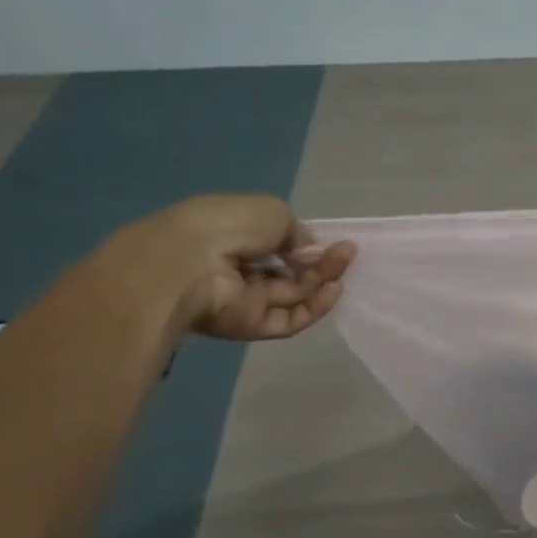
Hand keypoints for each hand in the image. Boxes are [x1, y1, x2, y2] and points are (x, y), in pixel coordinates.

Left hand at [129, 195, 355, 340]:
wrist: (190, 264)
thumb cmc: (229, 225)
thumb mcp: (272, 211)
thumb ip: (297, 232)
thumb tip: (308, 251)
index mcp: (236, 234)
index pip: (279, 243)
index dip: (307, 243)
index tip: (334, 241)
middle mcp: (240, 268)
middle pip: (291, 271)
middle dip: (321, 262)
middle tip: (346, 252)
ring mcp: (244, 299)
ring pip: (294, 294)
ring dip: (322, 281)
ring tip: (343, 266)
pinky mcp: (249, 326)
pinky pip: (289, 319)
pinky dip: (314, 307)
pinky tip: (333, 290)